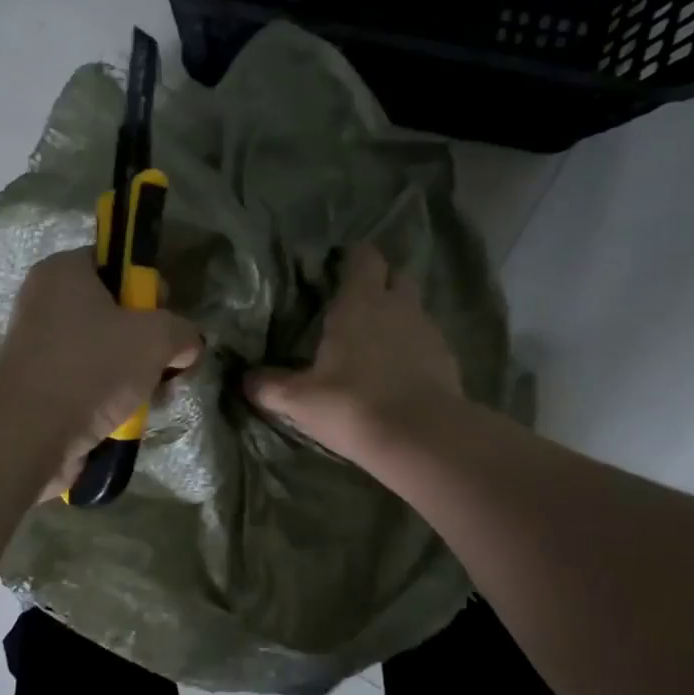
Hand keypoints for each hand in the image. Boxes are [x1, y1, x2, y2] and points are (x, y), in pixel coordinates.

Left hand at [0, 248, 201, 499]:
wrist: (32, 432)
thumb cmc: (93, 367)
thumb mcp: (157, 338)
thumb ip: (183, 332)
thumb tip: (188, 345)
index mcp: (64, 271)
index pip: (118, 263)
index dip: (150, 287)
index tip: (166, 317)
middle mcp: (45, 300)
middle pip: (115, 311)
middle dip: (147, 340)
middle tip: (165, 363)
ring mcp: (39, 344)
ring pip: (105, 349)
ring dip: (134, 373)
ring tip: (151, 397)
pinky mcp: (39, 383)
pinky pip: (88, 379)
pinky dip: (110, 395)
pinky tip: (129, 415)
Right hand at [243, 243, 462, 467]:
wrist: (421, 438)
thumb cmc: (352, 404)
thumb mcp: (299, 400)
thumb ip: (269, 385)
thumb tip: (245, 379)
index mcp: (360, 301)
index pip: (363, 256)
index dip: (351, 257)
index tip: (335, 268)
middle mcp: (398, 305)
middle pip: (396, 275)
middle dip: (380, 281)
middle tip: (357, 303)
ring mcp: (428, 330)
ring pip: (414, 308)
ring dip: (398, 316)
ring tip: (376, 342)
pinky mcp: (448, 358)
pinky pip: (427, 341)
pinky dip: (414, 348)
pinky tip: (399, 372)